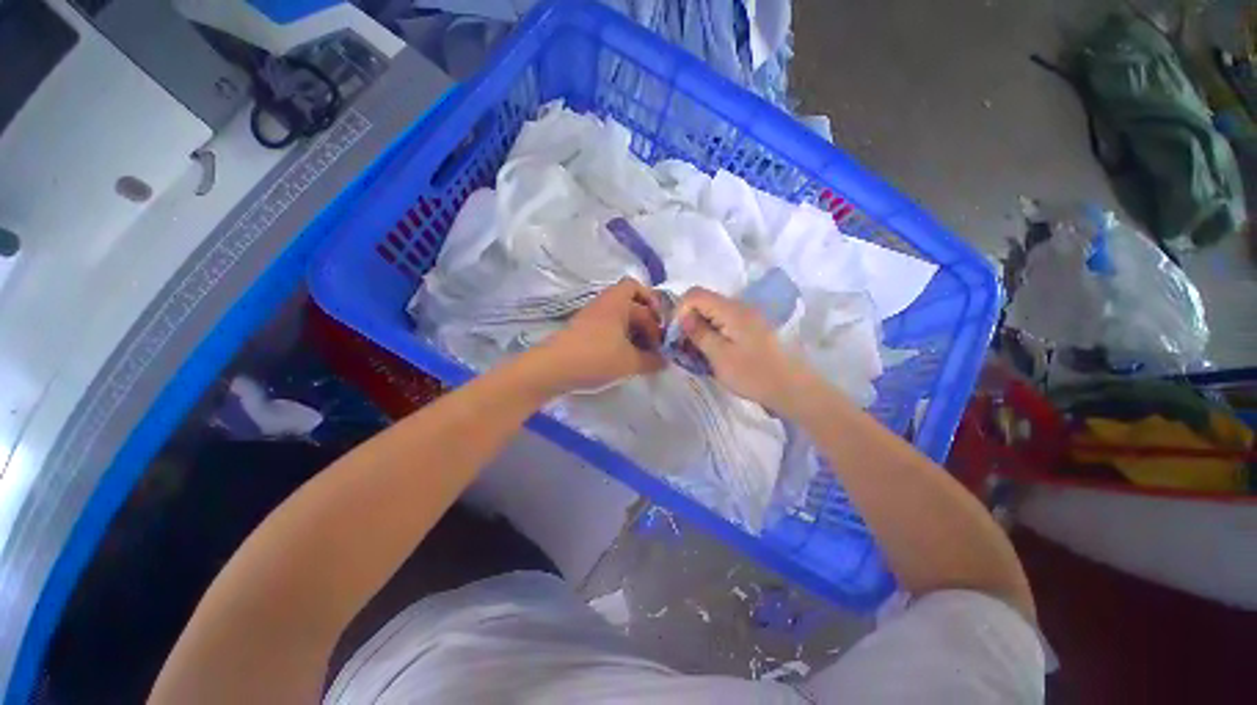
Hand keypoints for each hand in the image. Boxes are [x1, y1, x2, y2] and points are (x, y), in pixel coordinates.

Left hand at [533, 278, 665, 392]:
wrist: (553, 369)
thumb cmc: (596, 358)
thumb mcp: (630, 362)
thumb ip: (652, 361)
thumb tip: (665, 362)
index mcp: (617, 302)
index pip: (639, 290)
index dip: (654, 306)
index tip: (661, 327)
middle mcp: (604, 304)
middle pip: (631, 304)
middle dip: (647, 322)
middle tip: (656, 344)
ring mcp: (591, 317)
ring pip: (620, 317)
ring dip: (634, 332)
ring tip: (643, 353)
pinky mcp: (583, 331)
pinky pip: (609, 328)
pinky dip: (621, 339)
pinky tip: (625, 357)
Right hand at [676, 287, 811, 410]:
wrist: (791, 388)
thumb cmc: (753, 374)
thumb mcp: (719, 356)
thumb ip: (698, 333)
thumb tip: (682, 316)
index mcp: (731, 310)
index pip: (695, 294)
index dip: (680, 310)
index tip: (677, 334)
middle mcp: (739, 306)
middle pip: (704, 301)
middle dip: (689, 319)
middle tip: (684, 344)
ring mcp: (747, 316)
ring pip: (713, 312)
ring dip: (700, 326)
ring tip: (696, 349)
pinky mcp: (751, 327)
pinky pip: (724, 321)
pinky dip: (713, 331)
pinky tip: (712, 349)